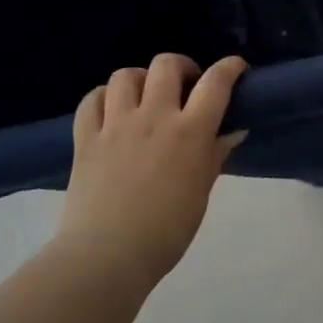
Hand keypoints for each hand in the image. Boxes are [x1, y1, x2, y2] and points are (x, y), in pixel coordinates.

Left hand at [56, 54, 247, 288]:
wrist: (106, 257)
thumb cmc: (166, 230)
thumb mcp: (202, 192)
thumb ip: (215, 155)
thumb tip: (232, 131)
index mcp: (190, 132)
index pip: (216, 82)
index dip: (230, 67)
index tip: (237, 68)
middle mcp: (154, 118)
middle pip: (167, 65)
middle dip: (182, 67)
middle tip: (186, 85)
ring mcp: (116, 125)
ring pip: (126, 75)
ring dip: (141, 79)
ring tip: (146, 96)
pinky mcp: (85, 138)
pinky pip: (92, 100)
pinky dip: (104, 97)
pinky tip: (112, 110)